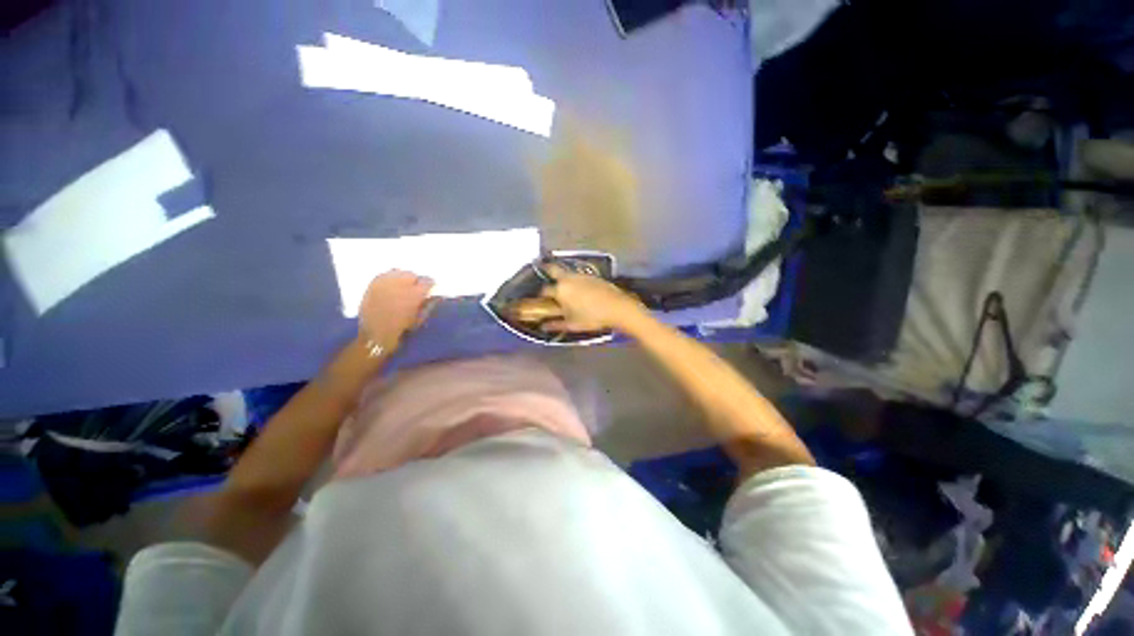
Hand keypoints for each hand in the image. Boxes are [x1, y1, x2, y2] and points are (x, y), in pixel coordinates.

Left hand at [358, 270, 434, 349]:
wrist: (375, 334)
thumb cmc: (401, 329)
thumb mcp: (420, 319)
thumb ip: (429, 305)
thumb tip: (437, 296)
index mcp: (414, 294)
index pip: (427, 281)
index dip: (430, 285)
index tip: (430, 289)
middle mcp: (400, 285)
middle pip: (412, 274)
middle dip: (416, 281)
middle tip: (416, 289)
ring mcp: (385, 283)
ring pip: (398, 272)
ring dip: (403, 278)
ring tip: (403, 286)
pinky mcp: (373, 284)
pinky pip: (385, 274)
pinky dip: (390, 277)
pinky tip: (391, 285)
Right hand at [540, 265, 645, 332]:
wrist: (617, 307)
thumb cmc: (592, 317)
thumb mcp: (572, 324)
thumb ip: (556, 325)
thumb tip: (544, 326)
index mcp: (560, 290)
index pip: (544, 290)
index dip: (541, 295)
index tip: (541, 299)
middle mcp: (568, 279)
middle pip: (553, 269)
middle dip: (546, 270)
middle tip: (543, 272)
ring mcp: (581, 275)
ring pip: (566, 273)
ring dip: (562, 277)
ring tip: (563, 287)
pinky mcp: (592, 276)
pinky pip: (578, 276)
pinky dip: (574, 280)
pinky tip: (579, 289)